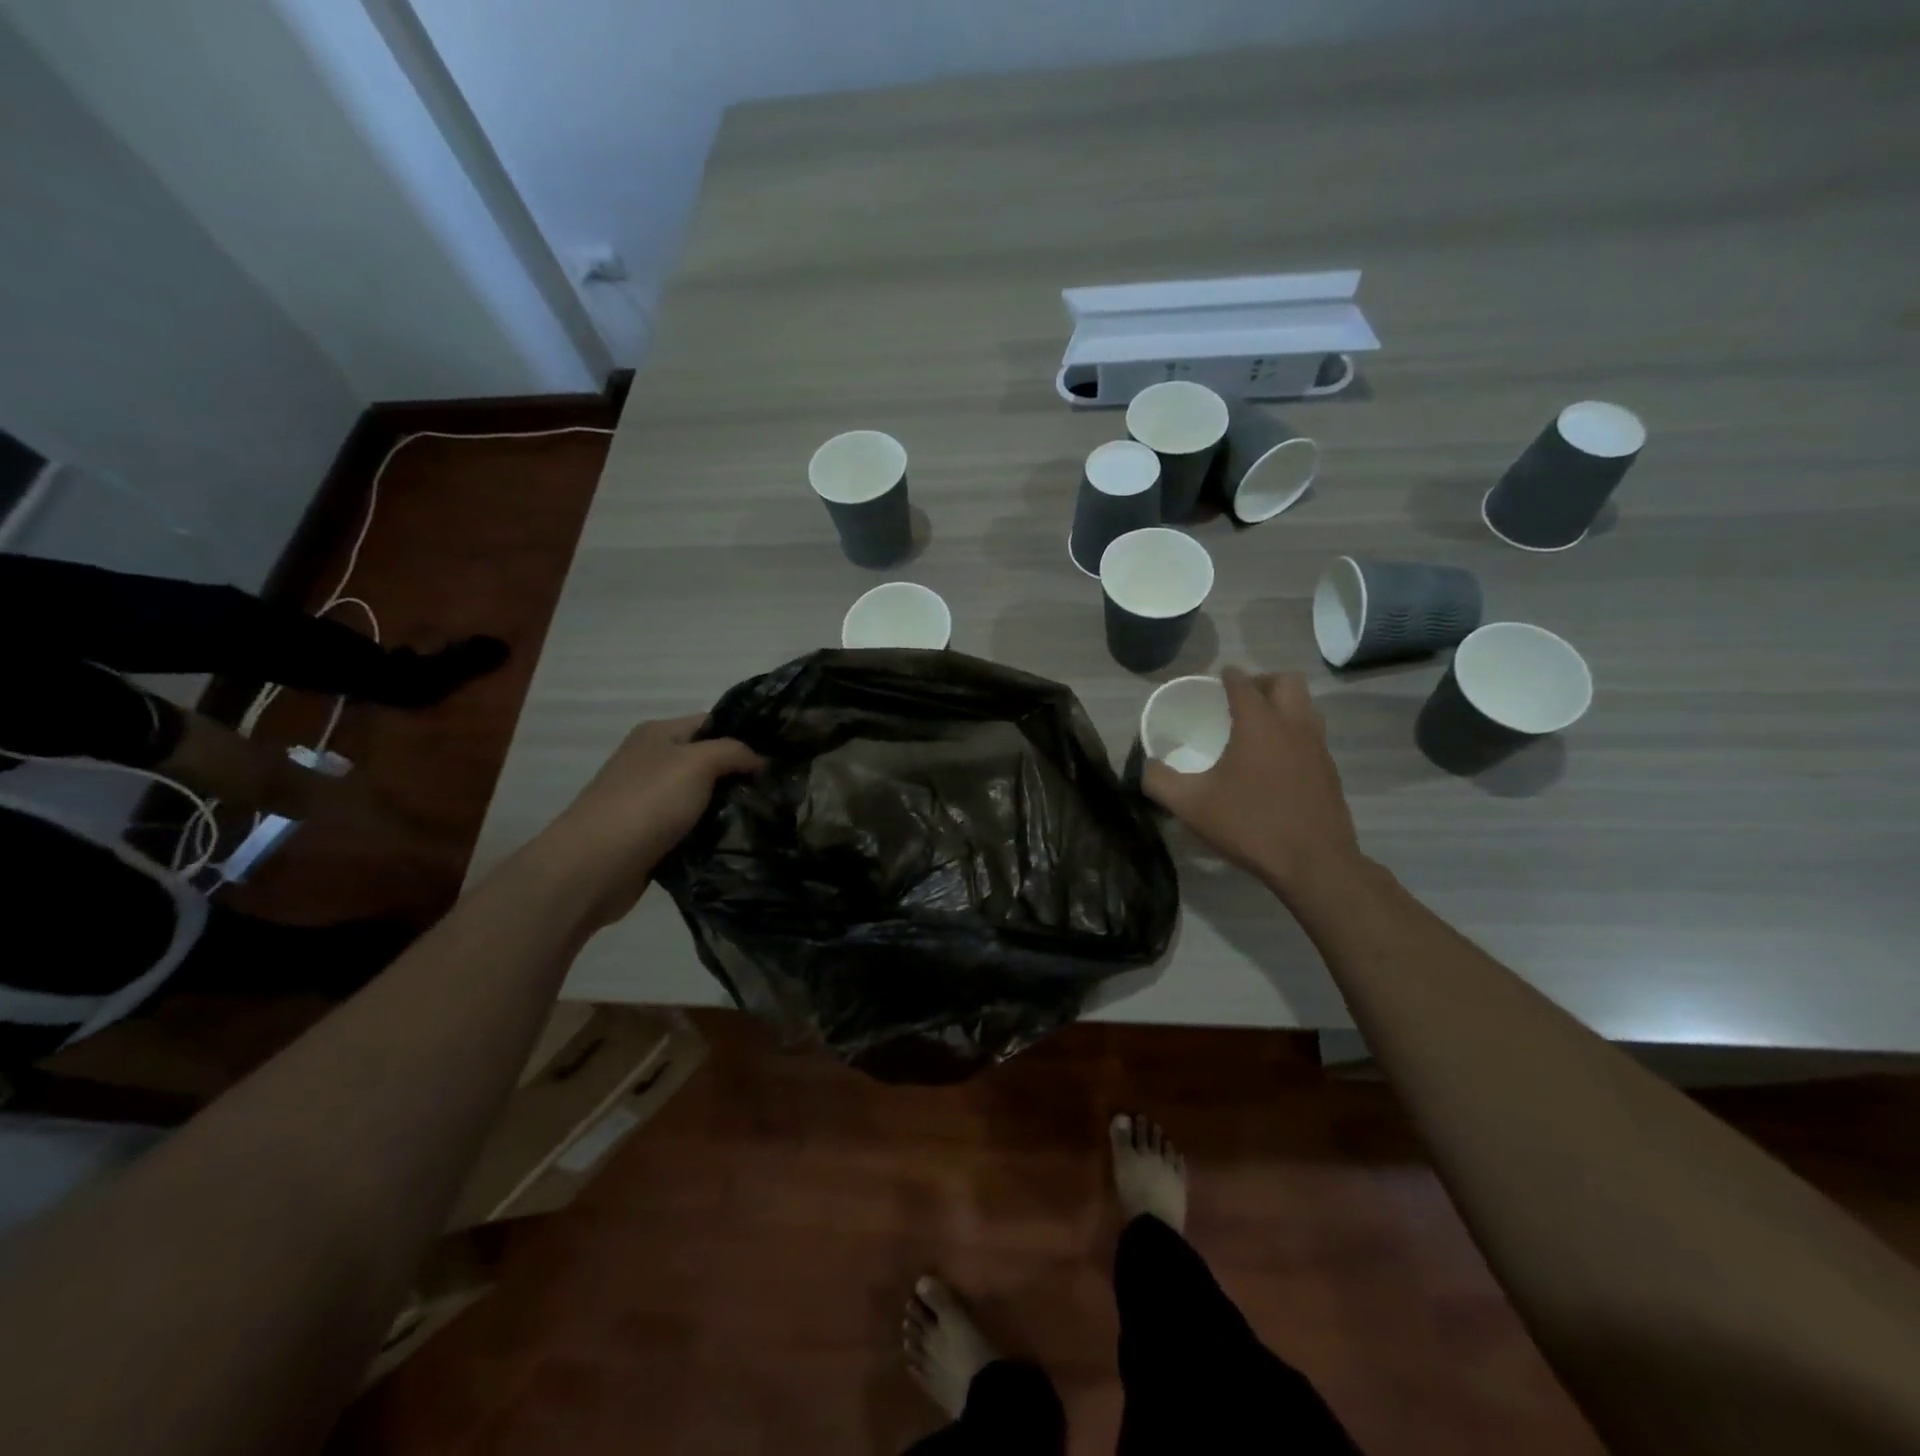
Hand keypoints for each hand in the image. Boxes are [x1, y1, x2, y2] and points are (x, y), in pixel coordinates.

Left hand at [542, 715, 762, 925]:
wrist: (595, 865)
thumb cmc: (648, 803)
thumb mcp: (698, 763)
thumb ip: (733, 752)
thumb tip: (759, 760)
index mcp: (658, 734)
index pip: (712, 723)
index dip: (745, 735)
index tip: (780, 754)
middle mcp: (650, 761)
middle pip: (707, 761)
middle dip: (739, 775)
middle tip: (778, 789)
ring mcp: (647, 800)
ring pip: (700, 798)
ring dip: (726, 808)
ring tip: (765, 816)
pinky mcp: (648, 835)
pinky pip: (689, 827)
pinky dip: (709, 833)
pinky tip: (734, 840)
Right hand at [1141, 668, 1364, 902]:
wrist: (1314, 863)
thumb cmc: (1250, 825)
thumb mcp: (1191, 805)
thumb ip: (1160, 781)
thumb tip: (1146, 766)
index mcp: (1258, 724)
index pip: (1243, 683)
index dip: (1227, 677)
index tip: (1216, 680)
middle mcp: (1292, 725)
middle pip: (1285, 682)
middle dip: (1262, 682)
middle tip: (1240, 700)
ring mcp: (1317, 747)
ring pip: (1305, 706)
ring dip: (1283, 705)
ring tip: (1257, 726)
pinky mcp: (1330, 770)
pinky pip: (1312, 734)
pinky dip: (1294, 732)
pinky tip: (1275, 760)